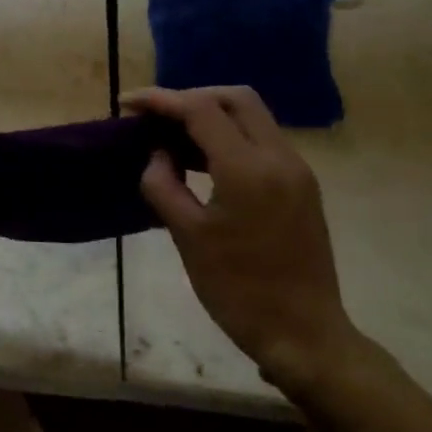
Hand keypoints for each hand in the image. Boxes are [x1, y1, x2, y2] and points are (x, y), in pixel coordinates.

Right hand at [125, 86, 357, 389]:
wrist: (303, 334)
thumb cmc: (237, 289)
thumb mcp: (187, 236)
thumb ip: (163, 185)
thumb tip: (158, 154)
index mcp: (248, 170)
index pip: (201, 110)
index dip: (161, 100)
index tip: (128, 104)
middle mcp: (280, 158)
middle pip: (235, 98)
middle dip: (191, 97)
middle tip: (156, 117)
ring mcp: (297, 171)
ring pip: (252, 117)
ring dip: (211, 115)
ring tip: (172, 136)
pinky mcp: (302, 186)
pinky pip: (262, 141)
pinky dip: (229, 136)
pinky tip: (202, 160)